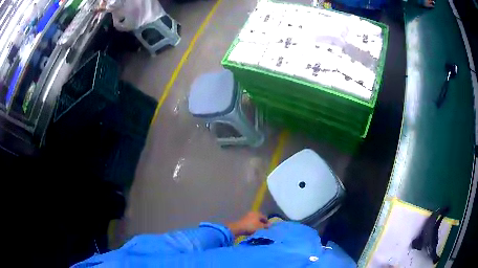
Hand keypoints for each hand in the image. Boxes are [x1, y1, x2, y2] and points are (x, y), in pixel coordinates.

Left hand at [226, 211, 269, 236]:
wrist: (237, 229)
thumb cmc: (251, 227)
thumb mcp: (260, 227)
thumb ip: (266, 225)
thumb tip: (271, 224)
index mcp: (257, 213)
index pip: (264, 217)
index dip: (267, 222)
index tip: (268, 228)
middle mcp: (252, 213)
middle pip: (259, 219)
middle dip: (262, 224)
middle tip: (264, 229)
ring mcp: (247, 217)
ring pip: (254, 221)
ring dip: (257, 225)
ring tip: (259, 231)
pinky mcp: (243, 221)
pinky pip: (250, 223)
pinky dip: (252, 226)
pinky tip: (253, 231)